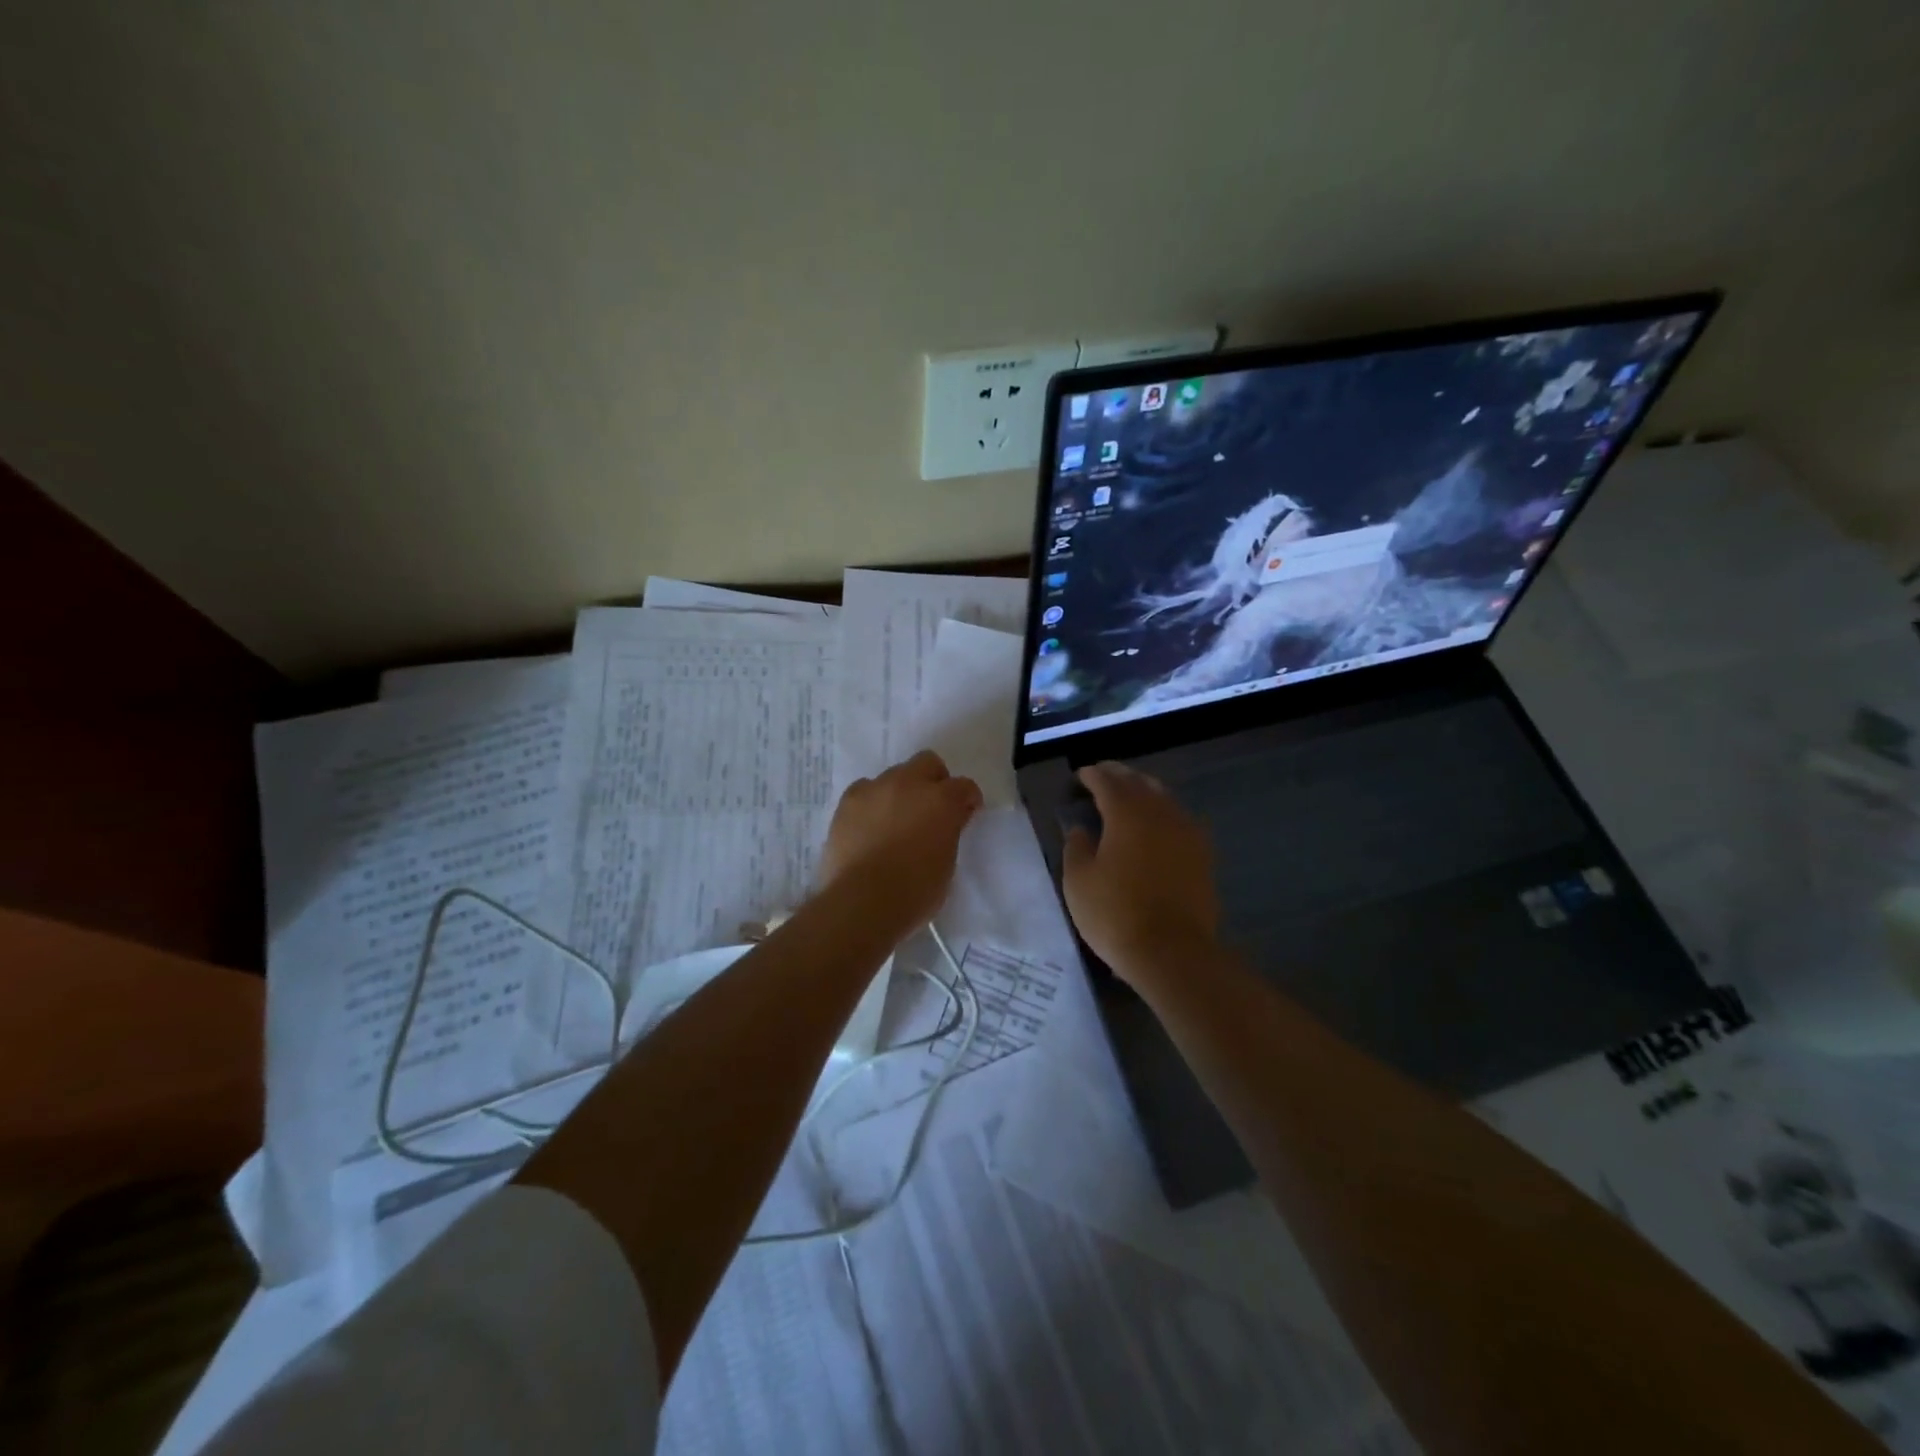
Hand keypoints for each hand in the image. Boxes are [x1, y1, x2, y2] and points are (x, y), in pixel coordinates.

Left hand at [820, 751, 983, 929]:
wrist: (861, 902)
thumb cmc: (913, 892)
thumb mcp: (946, 864)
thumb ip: (949, 833)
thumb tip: (947, 822)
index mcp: (941, 800)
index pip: (964, 786)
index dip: (968, 799)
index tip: (966, 814)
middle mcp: (909, 784)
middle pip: (928, 763)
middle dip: (934, 780)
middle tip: (931, 808)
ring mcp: (875, 788)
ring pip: (894, 775)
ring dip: (901, 791)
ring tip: (895, 819)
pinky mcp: (847, 801)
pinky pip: (866, 789)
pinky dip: (873, 801)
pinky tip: (870, 824)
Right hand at [1062, 761, 1219, 983]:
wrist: (1172, 952)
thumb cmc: (1115, 913)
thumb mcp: (1078, 881)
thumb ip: (1077, 847)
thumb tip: (1082, 829)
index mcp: (1127, 813)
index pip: (1107, 781)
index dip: (1092, 775)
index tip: (1080, 776)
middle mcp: (1160, 812)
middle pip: (1139, 783)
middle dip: (1119, 776)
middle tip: (1102, 777)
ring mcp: (1187, 832)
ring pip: (1164, 798)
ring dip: (1144, 791)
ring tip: (1129, 796)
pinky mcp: (1203, 854)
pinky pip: (1181, 819)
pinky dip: (1165, 814)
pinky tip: (1158, 824)